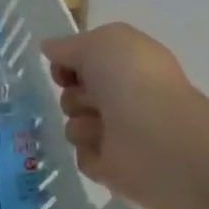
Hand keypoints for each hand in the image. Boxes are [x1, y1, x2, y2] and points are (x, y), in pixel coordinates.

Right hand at [41, 23, 205, 208]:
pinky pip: (79, 155)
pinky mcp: (113, 167)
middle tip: (93, 100)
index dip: (68, 65)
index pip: (83, 65)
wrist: (159, 136)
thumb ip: (69, 44)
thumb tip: (50, 49)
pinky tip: (106, 149)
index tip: (65, 72)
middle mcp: (125, 99)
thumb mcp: (101, 41)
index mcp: (129, 68)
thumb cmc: (133, 81)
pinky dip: (88, 150)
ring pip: (73, 125)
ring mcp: (120, 134)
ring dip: (81, 124)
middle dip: (74, 96)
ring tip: (104, 128)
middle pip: (72, 95)